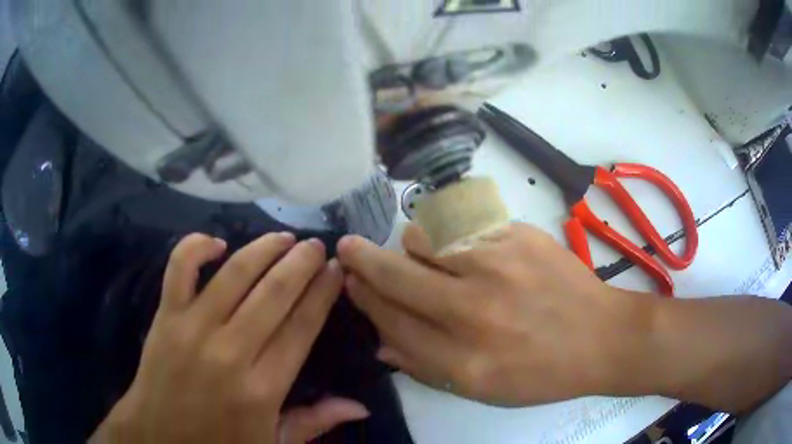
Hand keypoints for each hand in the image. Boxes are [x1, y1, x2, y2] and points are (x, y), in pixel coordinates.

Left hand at [92, 233, 368, 442]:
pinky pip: (180, 268)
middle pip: (274, 293)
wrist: (158, 438)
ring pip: (235, 274)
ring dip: (264, 249)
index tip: (335, 271)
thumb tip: (361, 406)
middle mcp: (230, 352)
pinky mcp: (165, 317)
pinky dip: (197, 246)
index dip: (322, 294)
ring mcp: (193, 329)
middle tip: (316, 246)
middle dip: (301, 263)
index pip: (301, 327)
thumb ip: (314, 423)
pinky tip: (217, 243)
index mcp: (263, 389)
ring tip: (284, 238)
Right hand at [337, 223, 650, 406]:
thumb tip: (380, 341)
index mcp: (462, 360)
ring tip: (417, 253)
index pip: (390, 320)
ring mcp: (498, 266)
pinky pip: (461, 225)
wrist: (600, 336)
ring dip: (410, 245)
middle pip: (396, 275)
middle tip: (347, 247)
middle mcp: (473, 311)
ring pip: (424, 238)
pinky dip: (448, 234)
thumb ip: (426, 367)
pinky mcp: (518, 236)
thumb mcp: (482, 389)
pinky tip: (457, 245)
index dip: (364, 298)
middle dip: (362, 258)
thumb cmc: (541, 372)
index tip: (350, 282)